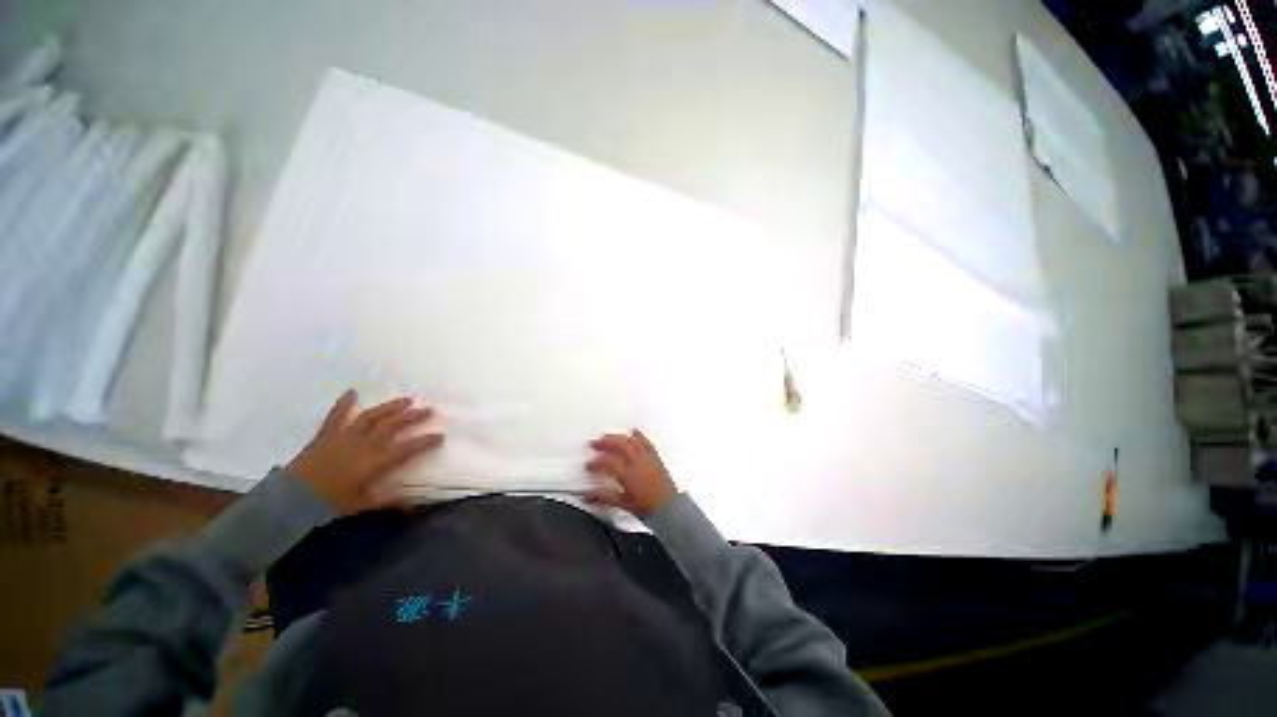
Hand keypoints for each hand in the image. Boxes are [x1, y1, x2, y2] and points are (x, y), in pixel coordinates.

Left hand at [286, 390, 443, 514]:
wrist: (291, 499)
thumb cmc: (329, 503)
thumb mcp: (362, 504)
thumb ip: (388, 500)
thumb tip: (413, 505)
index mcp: (375, 461)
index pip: (407, 447)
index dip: (425, 441)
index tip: (440, 435)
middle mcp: (364, 443)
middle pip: (393, 425)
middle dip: (413, 416)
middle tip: (429, 410)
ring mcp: (345, 436)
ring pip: (372, 416)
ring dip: (391, 407)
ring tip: (407, 400)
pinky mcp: (327, 434)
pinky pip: (336, 416)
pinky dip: (344, 403)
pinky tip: (352, 392)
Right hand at [586, 430, 677, 516]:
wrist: (669, 508)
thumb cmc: (645, 508)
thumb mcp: (623, 504)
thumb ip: (604, 497)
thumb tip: (586, 495)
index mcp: (628, 474)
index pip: (608, 463)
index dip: (596, 463)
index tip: (588, 465)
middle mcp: (637, 462)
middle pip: (620, 446)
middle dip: (606, 442)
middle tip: (595, 443)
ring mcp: (647, 458)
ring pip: (632, 442)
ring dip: (619, 437)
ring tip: (609, 437)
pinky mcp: (655, 457)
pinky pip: (646, 443)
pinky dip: (639, 436)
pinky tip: (633, 431)